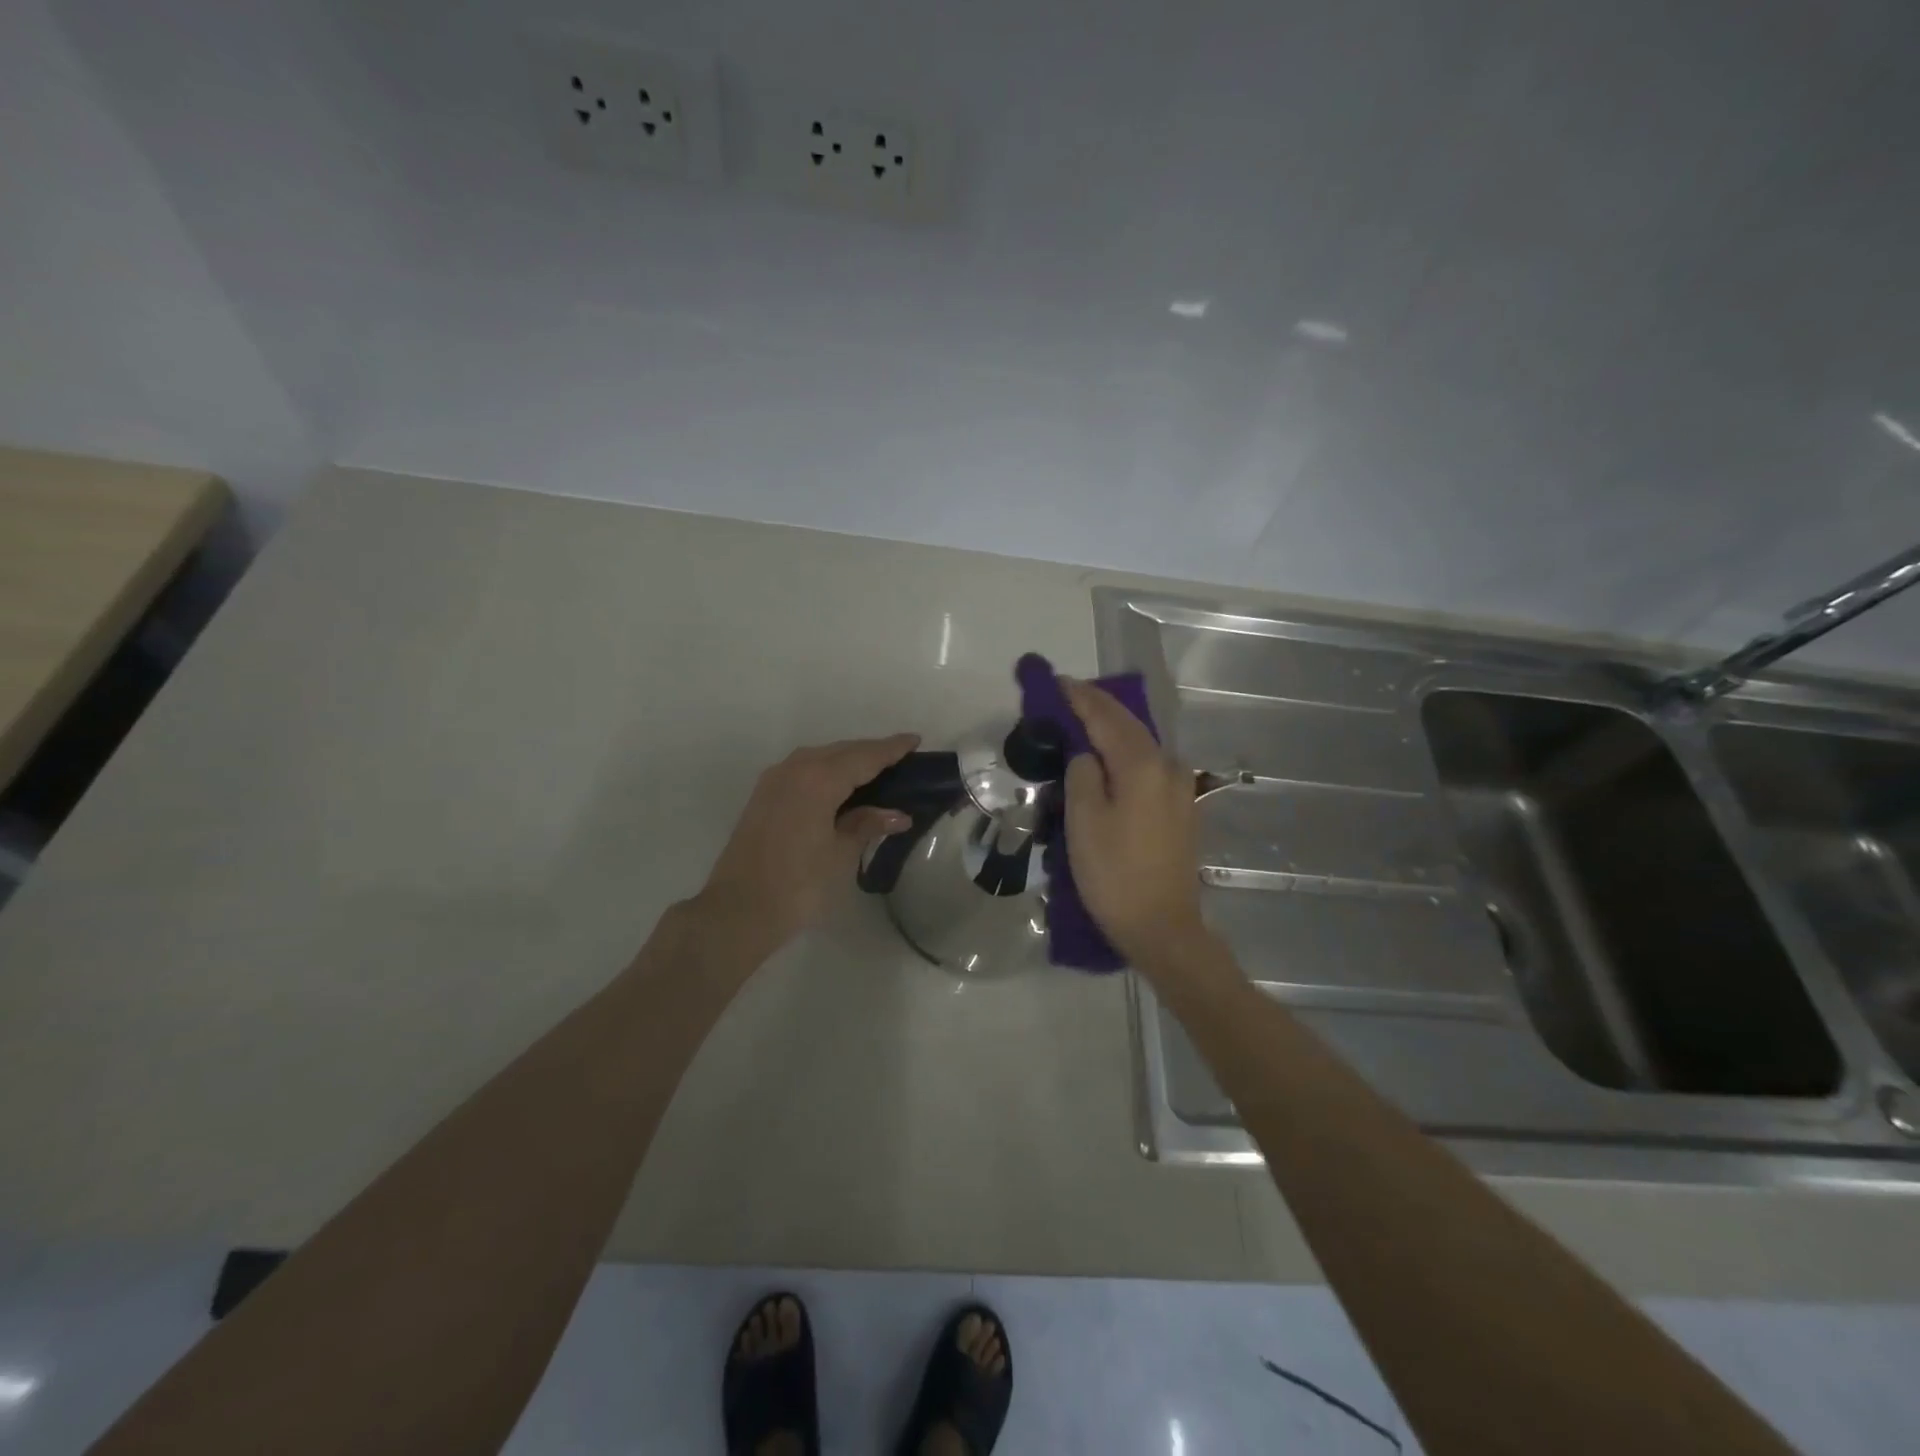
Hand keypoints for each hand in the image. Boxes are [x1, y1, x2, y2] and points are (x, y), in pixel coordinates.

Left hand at [696, 734, 919, 953]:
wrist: (738, 911)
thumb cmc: (798, 885)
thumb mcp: (840, 854)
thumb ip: (867, 825)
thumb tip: (897, 815)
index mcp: (819, 778)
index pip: (864, 756)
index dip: (891, 749)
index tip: (914, 740)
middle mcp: (795, 769)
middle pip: (841, 751)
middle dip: (870, 752)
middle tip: (900, 759)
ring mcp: (774, 780)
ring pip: (820, 758)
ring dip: (847, 761)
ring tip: (874, 772)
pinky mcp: (763, 796)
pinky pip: (803, 770)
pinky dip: (826, 772)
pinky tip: (839, 788)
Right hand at [1062, 678, 1206, 965]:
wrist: (1162, 927)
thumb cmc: (1114, 874)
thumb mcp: (1084, 821)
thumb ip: (1082, 774)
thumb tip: (1086, 755)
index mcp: (1143, 765)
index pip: (1106, 717)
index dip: (1079, 697)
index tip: (1055, 681)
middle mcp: (1168, 767)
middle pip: (1128, 725)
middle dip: (1097, 707)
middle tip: (1065, 695)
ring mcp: (1180, 788)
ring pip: (1140, 744)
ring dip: (1112, 728)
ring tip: (1083, 721)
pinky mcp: (1180, 808)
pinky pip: (1148, 766)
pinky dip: (1124, 752)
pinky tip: (1109, 757)